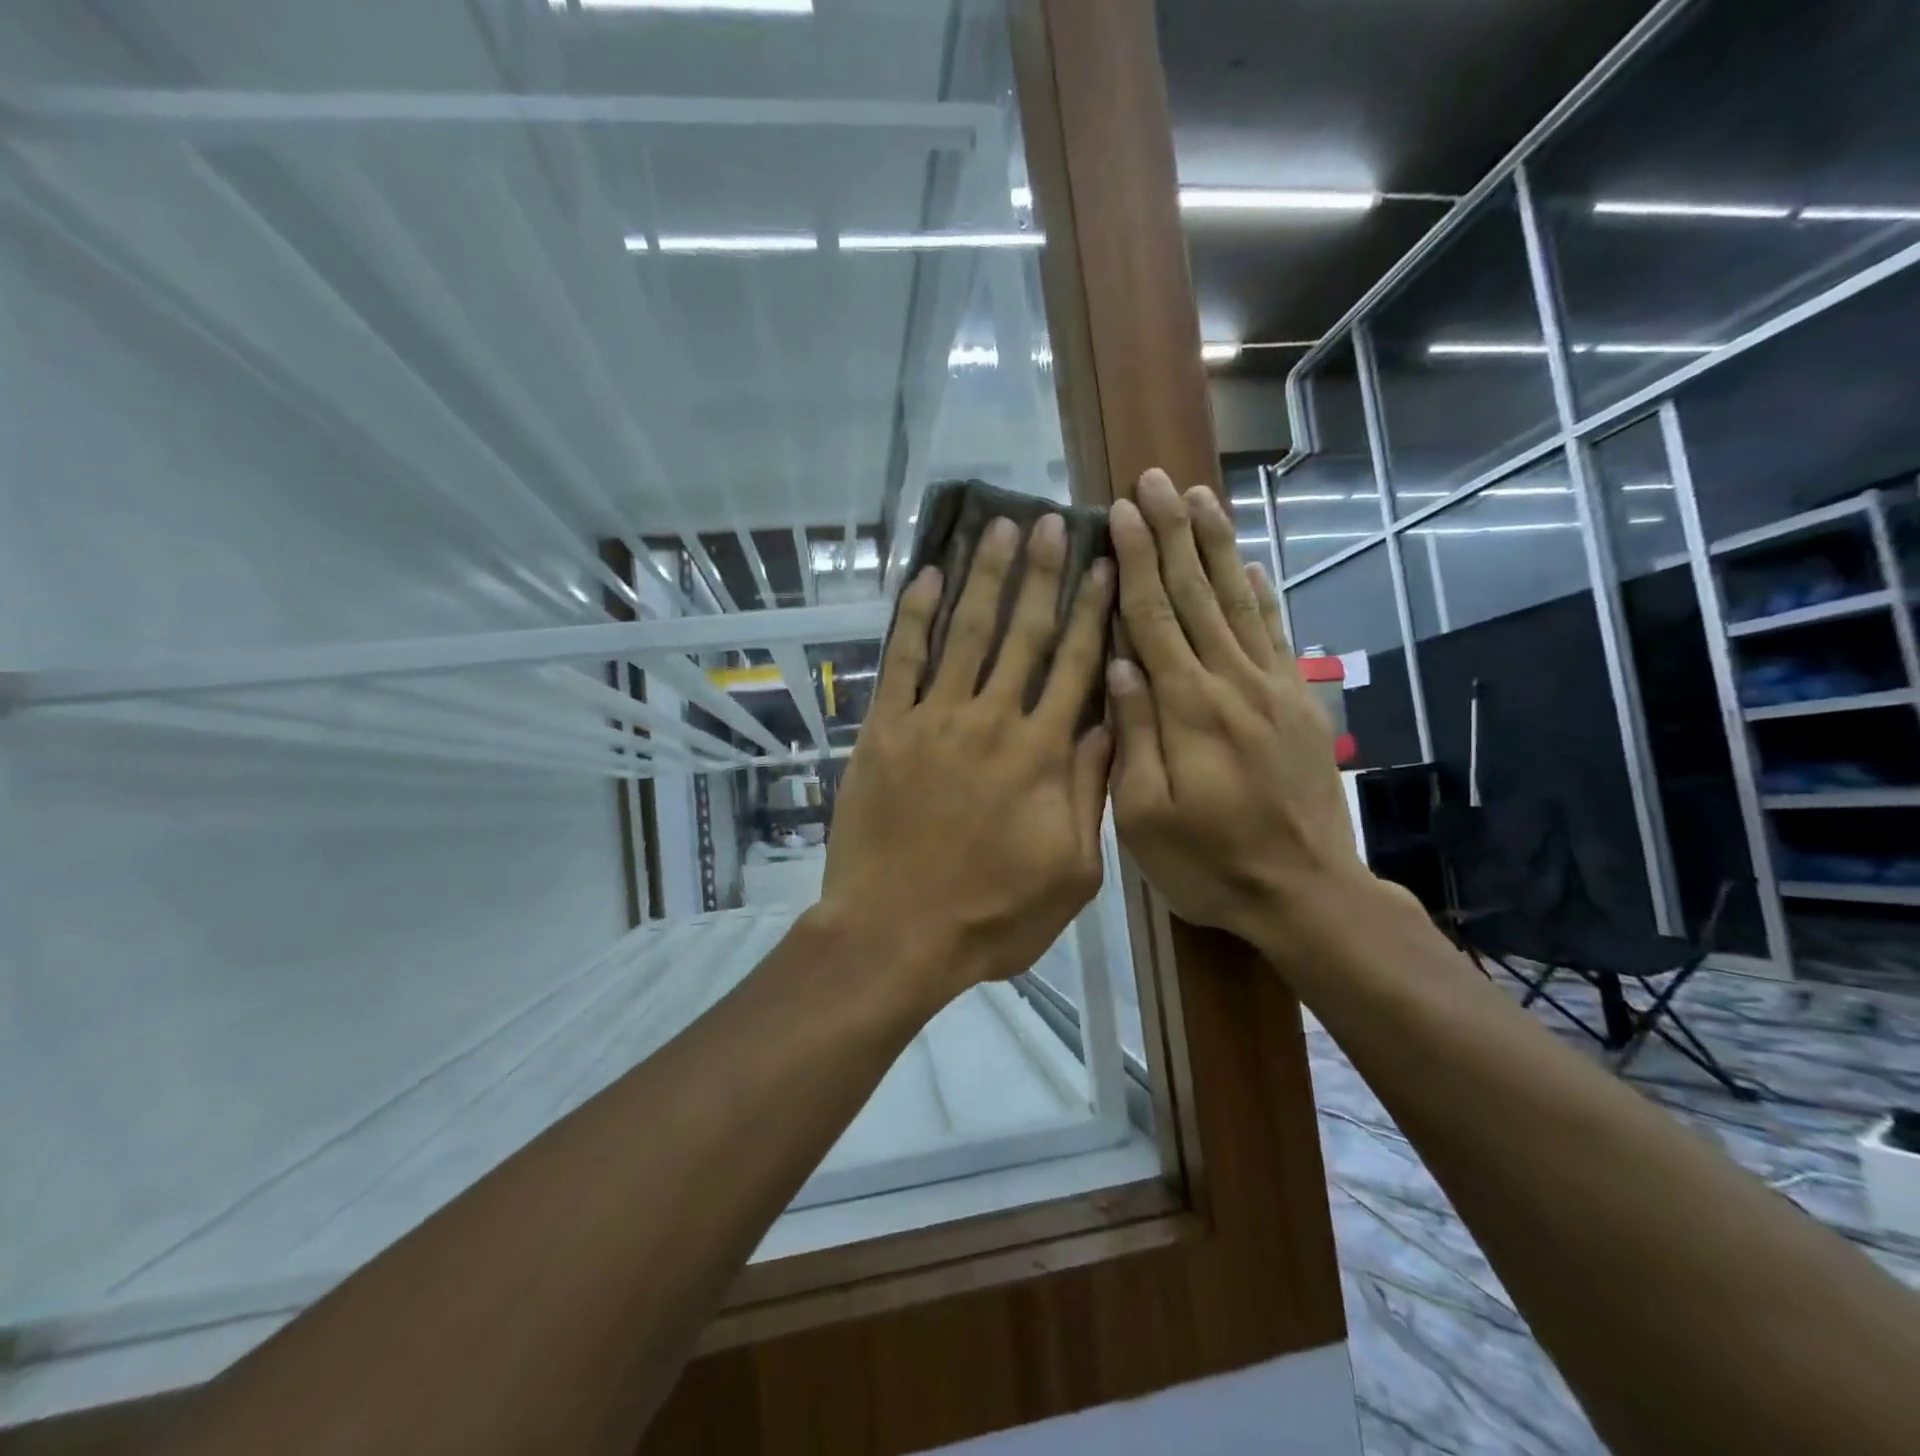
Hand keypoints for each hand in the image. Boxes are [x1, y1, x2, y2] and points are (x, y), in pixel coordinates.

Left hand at [819, 514, 1114, 1006]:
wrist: (895, 933)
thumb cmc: (991, 915)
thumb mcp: (1070, 872)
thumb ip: (1089, 793)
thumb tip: (1108, 724)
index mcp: (1042, 755)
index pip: (1074, 666)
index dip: (1091, 611)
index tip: (1104, 566)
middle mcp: (991, 721)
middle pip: (1023, 633)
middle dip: (1041, 574)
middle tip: (1052, 521)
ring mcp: (933, 720)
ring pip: (966, 633)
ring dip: (984, 577)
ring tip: (999, 527)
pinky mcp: (885, 730)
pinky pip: (901, 660)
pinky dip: (914, 616)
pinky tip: (928, 577)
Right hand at [1106, 468, 1373, 958]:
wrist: (1307, 892)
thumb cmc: (1210, 862)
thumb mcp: (1146, 817)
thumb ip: (1133, 735)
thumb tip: (1118, 664)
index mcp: (1188, 709)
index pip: (1155, 618)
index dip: (1137, 561)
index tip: (1122, 511)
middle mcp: (1232, 683)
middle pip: (1198, 594)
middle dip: (1174, 533)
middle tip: (1156, 480)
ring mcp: (1273, 688)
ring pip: (1240, 601)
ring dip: (1218, 546)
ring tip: (1202, 497)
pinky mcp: (1299, 703)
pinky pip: (1278, 634)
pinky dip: (1264, 594)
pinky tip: (1254, 564)